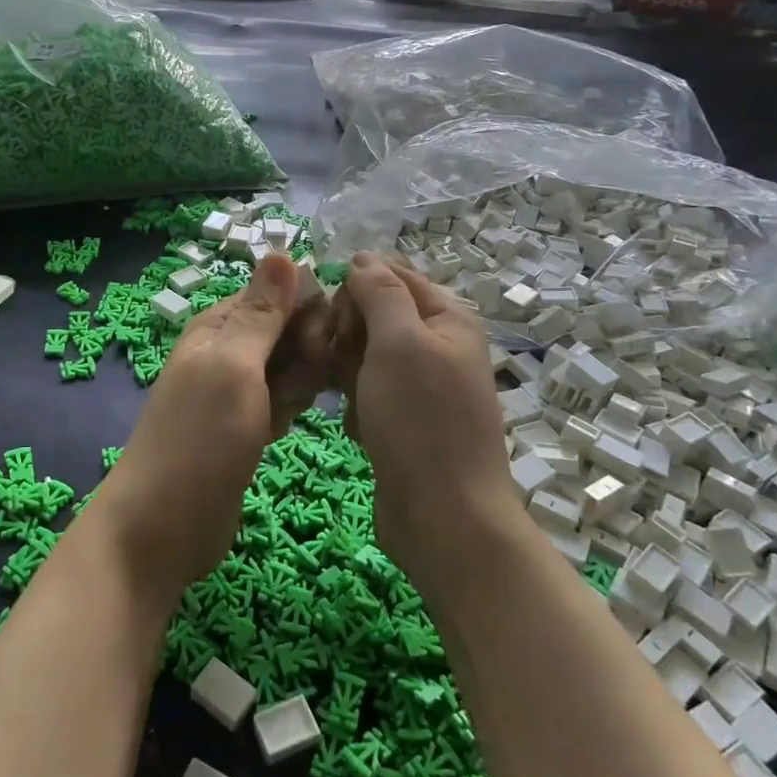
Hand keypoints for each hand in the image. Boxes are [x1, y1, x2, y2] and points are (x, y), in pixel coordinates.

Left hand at [91, 254, 334, 604]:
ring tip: (289, 412)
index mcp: (218, 327)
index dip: (309, 310)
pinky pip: (281, 401)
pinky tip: (286, 429)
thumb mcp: (233, 367)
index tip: (327, 342)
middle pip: (287, 329)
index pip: (278, 293)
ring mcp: (235, 391)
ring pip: (288, 367)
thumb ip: (260, 313)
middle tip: (308, 385)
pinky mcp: (244, 426)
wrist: (162, 527)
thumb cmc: (199, 440)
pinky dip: (289, 409)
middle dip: (308, 350)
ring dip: (301, 383)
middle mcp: (226, 351)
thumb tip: (280, 251)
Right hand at [333, 252, 515, 598]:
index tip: (331, 321)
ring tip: (340, 394)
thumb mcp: (399, 342)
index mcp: (447, 317)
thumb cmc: (421, 421)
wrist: (444, 518)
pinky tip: (353, 422)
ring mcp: (420, 384)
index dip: (355, 289)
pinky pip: (367, 388)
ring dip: (344, 366)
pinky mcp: (403, 417)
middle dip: (346, 329)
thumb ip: (381, 292)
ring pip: (365, 351)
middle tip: (329, 359)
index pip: (391, 274)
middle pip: (375, 311)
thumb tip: (363, 258)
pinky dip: (354, 399)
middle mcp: (437, 344)